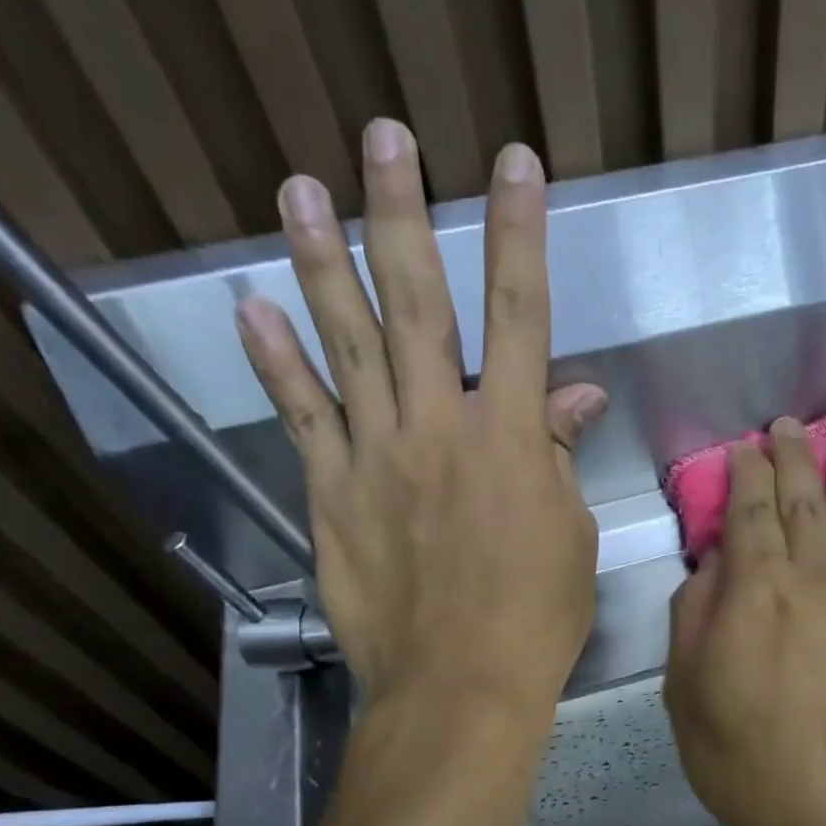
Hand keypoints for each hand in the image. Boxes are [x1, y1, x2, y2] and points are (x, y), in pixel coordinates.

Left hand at [235, 120, 606, 719]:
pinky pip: (301, 415)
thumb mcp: (568, 533)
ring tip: (298, 190)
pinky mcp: (330, 493)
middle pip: (418, 302)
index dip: (518, 234)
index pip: (518, 313)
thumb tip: (574, 396)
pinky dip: (275, 361)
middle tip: (383, 139)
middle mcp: (437, 426)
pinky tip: (252, 308)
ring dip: (322, 261)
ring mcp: (375, 455)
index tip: (513, 165)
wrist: (458, 685)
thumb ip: (558, 455)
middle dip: (403, 214)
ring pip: (345, 343)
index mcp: (509, 435)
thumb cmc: (535, 616)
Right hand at [663, 419, 825, 825]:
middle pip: (804, 503)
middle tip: (789, 427)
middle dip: (793, 459)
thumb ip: (694, 619)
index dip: (745, 474)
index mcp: (756, 592)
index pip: (749, 512)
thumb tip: (711, 567)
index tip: (744, 449)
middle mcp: (816, 580)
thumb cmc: (748, 762)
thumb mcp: (686, 695)